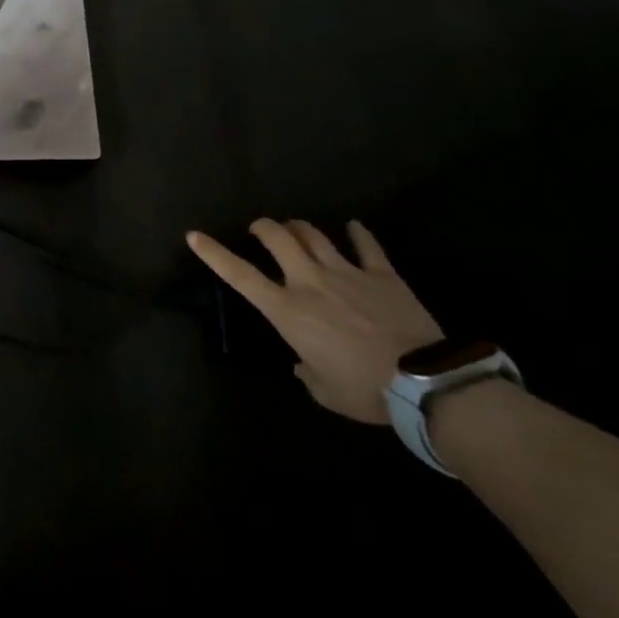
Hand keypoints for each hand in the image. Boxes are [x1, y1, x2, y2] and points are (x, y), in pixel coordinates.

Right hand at [186, 220, 441, 423]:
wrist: (424, 382)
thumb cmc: (364, 391)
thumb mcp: (324, 391)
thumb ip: (306, 371)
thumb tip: (303, 363)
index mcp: (287, 310)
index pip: (240, 275)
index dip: (214, 254)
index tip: (194, 235)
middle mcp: (309, 281)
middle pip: (278, 238)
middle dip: (263, 227)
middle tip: (260, 229)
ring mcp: (346, 272)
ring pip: (314, 234)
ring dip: (300, 228)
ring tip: (296, 228)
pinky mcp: (382, 274)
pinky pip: (366, 245)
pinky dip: (358, 233)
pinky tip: (353, 227)